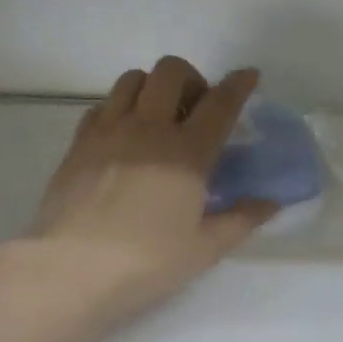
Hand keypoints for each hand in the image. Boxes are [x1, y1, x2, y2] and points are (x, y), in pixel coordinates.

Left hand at [23, 57, 276, 320]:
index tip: (249, 76)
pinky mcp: (79, 143)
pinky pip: (103, 105)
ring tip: (159, 117)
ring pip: (132, 79)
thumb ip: (241, 219)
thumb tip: (270, 202)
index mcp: (187, 152)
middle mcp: (148, 128)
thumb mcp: (205, 248)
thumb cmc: (147, 262)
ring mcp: (108, 131)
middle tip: (197, 109)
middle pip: (170, 72)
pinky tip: (125, 136)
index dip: (238, 85)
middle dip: (191, 79)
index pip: (219, 104)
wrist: (72, 269)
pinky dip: (120, 108)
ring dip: (153, 88)